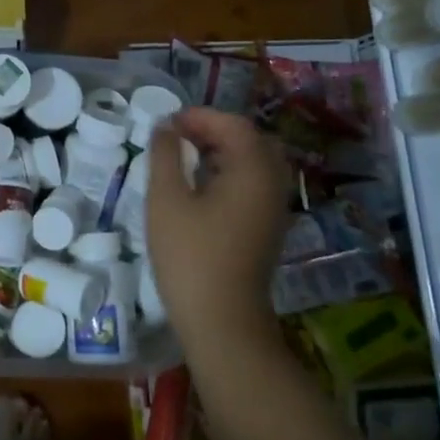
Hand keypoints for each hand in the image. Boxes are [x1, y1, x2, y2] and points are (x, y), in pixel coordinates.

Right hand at [146, 108, 289, 345]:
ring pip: (253, 162)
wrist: (222, 322)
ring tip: (184, 158)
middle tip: (178, 137)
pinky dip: (230, 173)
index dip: (199, 117)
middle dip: (213, 131)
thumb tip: (166, 128)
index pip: (233, 124)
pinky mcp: (268, 227)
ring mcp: (274, 207)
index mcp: (253, 170)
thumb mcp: (166, 199)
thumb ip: (165, 154)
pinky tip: (200, 186)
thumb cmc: (190, 255)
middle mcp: (272, 183)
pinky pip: (254, 183)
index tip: (167, 125)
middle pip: (249, 139)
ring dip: (222, 152)